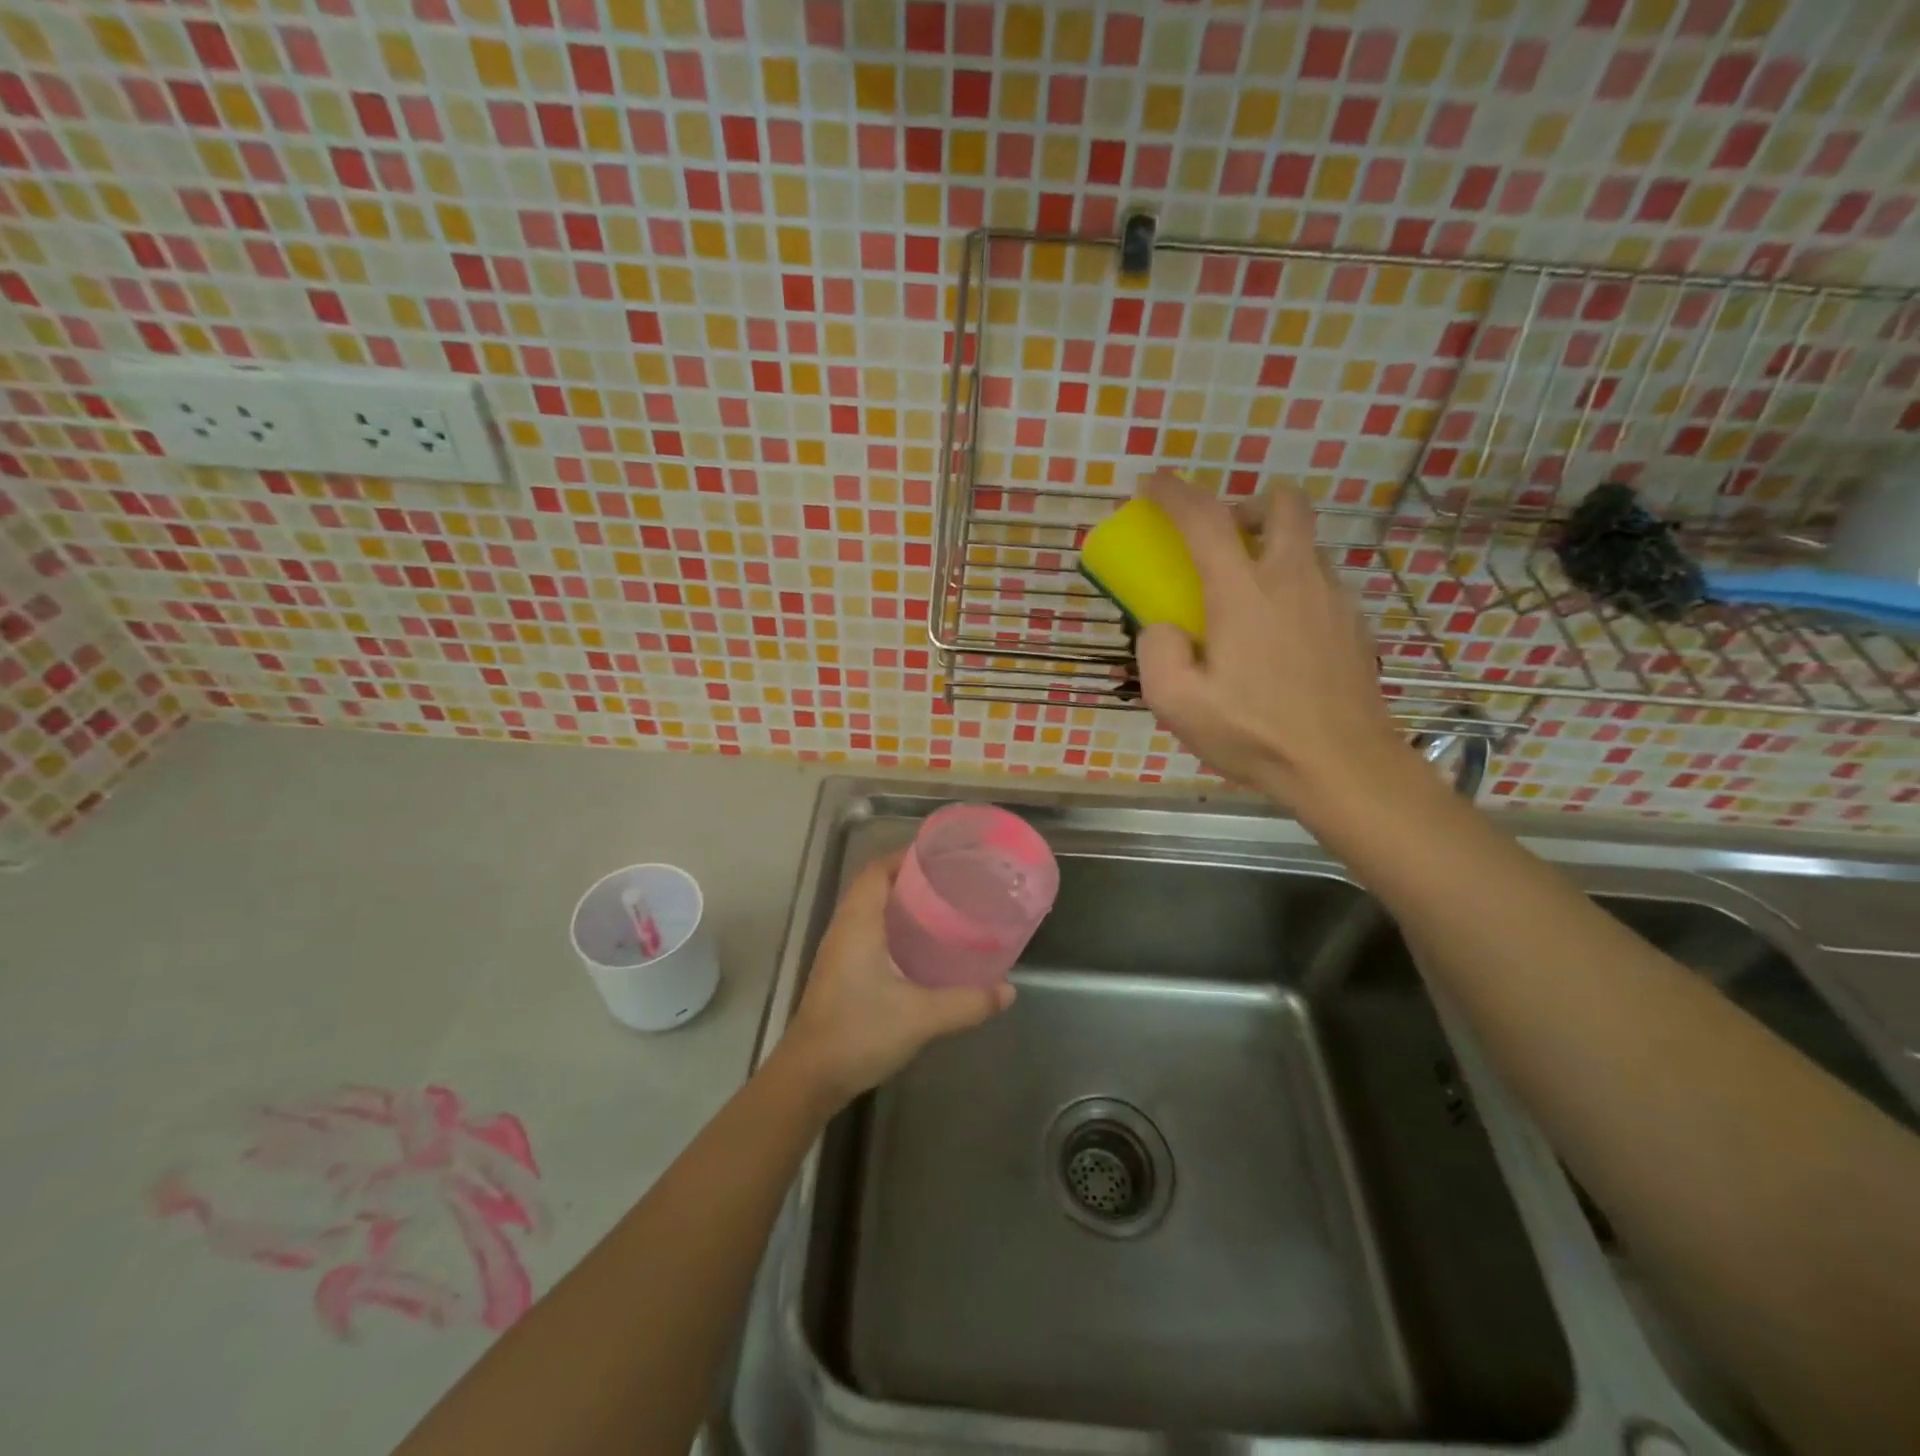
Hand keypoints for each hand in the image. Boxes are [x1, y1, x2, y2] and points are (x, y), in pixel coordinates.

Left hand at [779, 851, 1013, 1106]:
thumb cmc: (859, 1032)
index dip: (906, 857)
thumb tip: (1007, 991)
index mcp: (858, 922)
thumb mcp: (921, 1016)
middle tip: (951, 883)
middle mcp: (844, 928)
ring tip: (941, 909)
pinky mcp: (839, 974)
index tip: (942, 857)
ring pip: (869, 911)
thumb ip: (967, 1002)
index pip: (877, 870)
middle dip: (910, 879)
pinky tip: (918, 949)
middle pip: (874, 886)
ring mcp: (838, 952)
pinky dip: (891, 928)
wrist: (809, 1078)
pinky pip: (866, 933)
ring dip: (899, 904)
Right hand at [1133, 470, 1403, 803]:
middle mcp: (1293, 579)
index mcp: (1244, 593)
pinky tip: (1278, 637)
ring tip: (1246, 597)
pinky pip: (1318, 581)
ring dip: (1271, 547)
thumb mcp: (1176, 703)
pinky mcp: (1353, 623)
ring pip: (1304, 542)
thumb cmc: (1254, 734)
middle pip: (1283, 503)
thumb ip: (1157, 652)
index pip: (1206, 519)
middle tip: (1221, 538)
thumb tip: (1165, 626)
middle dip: (1246, 503)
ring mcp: (1332, 598)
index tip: (1151, 484)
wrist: (1343, 766)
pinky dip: (1292, 585)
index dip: (1174, 493)